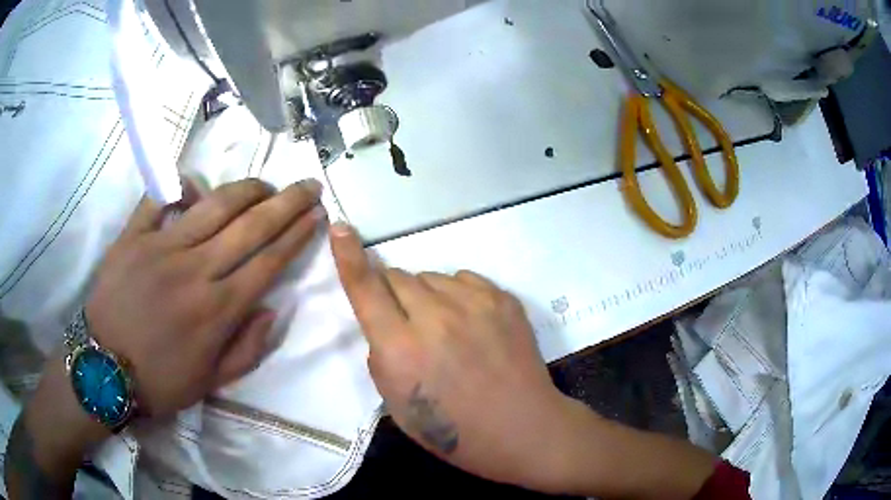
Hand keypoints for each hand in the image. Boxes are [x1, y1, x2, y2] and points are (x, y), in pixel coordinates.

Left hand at [85, 178, 325, 417]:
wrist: (103, 371)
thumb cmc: (159, 382)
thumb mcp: (211, 383)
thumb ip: (248, 349)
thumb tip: (272, 309)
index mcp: (217, 310)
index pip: (269, 261)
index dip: (297, 235)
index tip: (316, 216)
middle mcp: (195, 271)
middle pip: (251, 225)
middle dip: (288, 201)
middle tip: (309, 185)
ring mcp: (161, 248)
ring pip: (214, 203)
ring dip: (247, 188)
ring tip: (265, 184)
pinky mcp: (132, 237)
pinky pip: (159, 198)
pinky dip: (180, 187)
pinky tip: (195, 186)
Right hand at [329, 222, 586, 491]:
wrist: (521, 427)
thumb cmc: (454, 431)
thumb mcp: (396, 405)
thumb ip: (381, 355)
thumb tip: (385, 321)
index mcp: (401, 348)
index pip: (366, 288)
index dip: (348, 256)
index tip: (341, 227)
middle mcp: (435, 317)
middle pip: (398, 276)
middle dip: (393, 294)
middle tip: (408, 323)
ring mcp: (474, 304)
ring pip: (431, 276)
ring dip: (426, 295)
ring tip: (445, 328)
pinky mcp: (503, 299)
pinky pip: (464, 279)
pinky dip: (457, 295)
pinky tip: (470, 322)